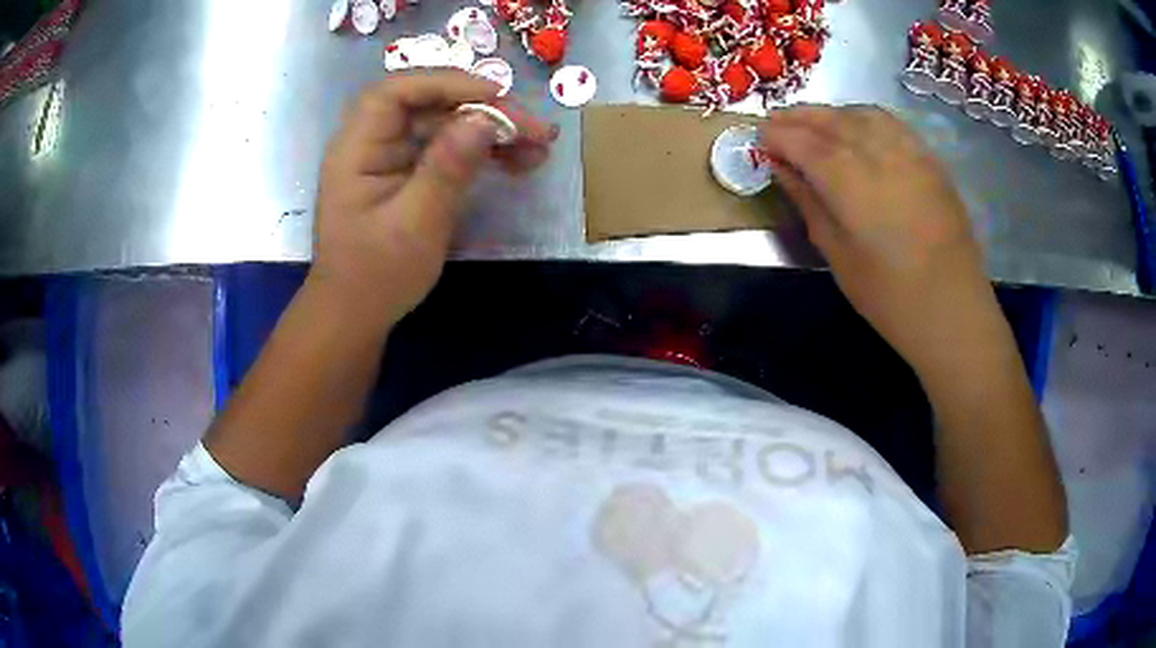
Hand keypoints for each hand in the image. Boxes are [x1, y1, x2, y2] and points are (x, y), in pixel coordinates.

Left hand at [311, 70, 557, 323]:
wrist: (356, 316)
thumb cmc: (376, 276)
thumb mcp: (414, 224)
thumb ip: (447, 168)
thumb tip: (485, 120)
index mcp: (357, 148)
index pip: (396, 92)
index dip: (446, 83)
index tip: (496, 96)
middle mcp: (372, 142)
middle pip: (429, 105)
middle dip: (483, 110)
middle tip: (536, 129)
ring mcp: (392, 157)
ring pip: (445, 125)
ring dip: (491, 131)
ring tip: (539, 145)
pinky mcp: (409, 173)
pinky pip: (448, 149)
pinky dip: (482, 152)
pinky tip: (518, 161)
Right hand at [758, 105, 996, 369]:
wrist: (953, 311)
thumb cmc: (890, 297)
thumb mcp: (838, 256)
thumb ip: (809, 203)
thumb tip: (782, 169)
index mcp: (850, 182)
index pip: (803, 141)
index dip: (777, 134)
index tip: (759, 137)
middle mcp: (879, 153)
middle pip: (831, 119)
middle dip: (799, 116)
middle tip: (777, 123)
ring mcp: (909, 153)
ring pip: (862, 114)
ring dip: (831, 113)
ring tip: (814, 124)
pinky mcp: (930, 161)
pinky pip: (891, 124)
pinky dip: (865, 118)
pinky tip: (858, 130)